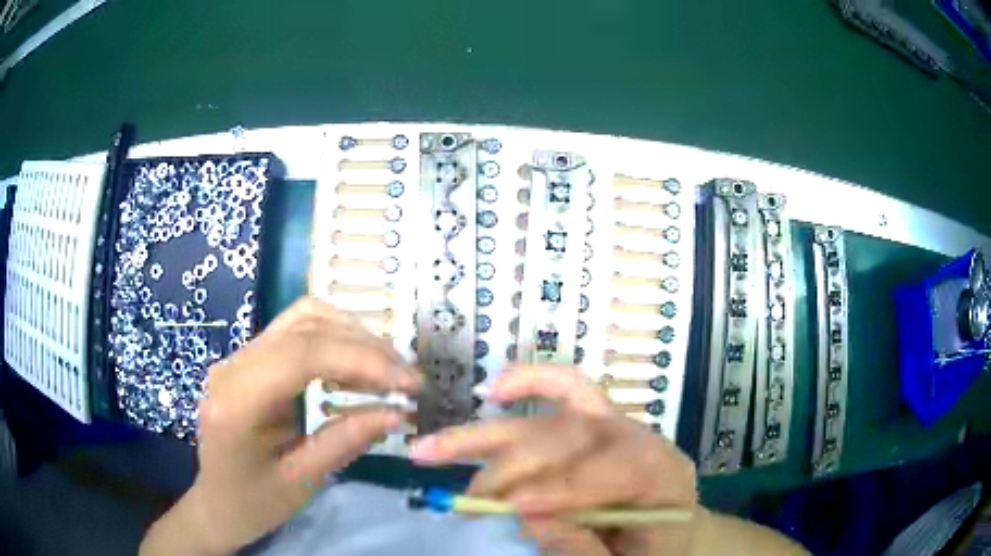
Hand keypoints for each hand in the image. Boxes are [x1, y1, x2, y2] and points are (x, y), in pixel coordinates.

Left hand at [141, 298, 420, 554]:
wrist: (217, 501)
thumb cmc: (254, 502)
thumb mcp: (302, 481)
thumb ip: (346, 442)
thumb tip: (398, 413)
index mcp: (236, 403)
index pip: (301, 354)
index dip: (360, 360)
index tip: (407, 384)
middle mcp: (233, 366)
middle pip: (304, 326)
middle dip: (364, 346)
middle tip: (407, 379)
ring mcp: (238, 356)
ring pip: (302, 317)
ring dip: (352, 335)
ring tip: (387, 370)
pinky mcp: (249, 358)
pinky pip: (296, 331)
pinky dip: (335, 339)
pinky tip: (356, 366)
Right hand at [409, 366, 698, 555]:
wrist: (672, 536)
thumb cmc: (651, 553)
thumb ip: (582, 547)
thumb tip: (527, 514)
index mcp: (665, 478)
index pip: (609, 471)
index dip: (558, 488)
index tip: (507, 507)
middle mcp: (642, 441)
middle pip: (574, 437)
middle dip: (514, 465)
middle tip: (471, 494)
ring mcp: (621, 425)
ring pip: (554, 415)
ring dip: (490, 433)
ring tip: (434, 447)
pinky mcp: (600, 419)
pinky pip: (569, 387)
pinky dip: (531, 382)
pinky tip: (497, 389)